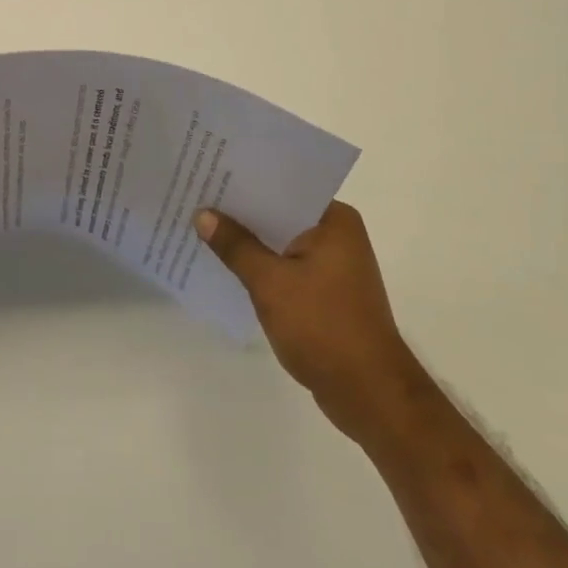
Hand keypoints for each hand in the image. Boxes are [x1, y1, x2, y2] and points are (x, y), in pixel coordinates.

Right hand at [194, 201, 417, 441]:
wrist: (370, 394)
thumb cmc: (324, 327)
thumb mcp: (271, 283)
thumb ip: (236, 246)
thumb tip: (203, 214)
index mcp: (334, 221)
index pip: (282, 188)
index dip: (245, 182)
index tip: (210, 173)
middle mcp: (338, 235)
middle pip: (280, 214)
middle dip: (241, 213)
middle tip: (197, 198)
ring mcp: (334, 266)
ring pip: (281, 243)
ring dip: (249, 242)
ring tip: (203, 229)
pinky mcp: (326, 293)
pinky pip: (286, 267)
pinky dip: (262, 267)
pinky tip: (228, 267)